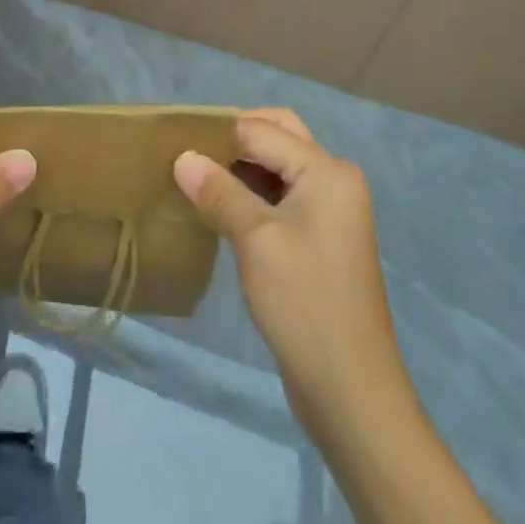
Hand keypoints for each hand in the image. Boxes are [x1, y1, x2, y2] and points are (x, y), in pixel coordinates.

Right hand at [173, 109, 399, 432]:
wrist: (351, 393)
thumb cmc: (304, 304)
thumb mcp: (255, 240)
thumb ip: (218, 191)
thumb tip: (182, 156)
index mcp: (326, 171)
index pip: (261, 130)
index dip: (217, 131)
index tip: (173, 137)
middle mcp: (333, 179)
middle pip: (277, 135)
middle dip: (233, 137)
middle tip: (189, 150)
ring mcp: (329, 209)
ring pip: (277, 164)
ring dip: (239, 164)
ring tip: (194, 173)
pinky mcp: (319, 236)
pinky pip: (280, 193)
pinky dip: (250, 189)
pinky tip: (217, 203)